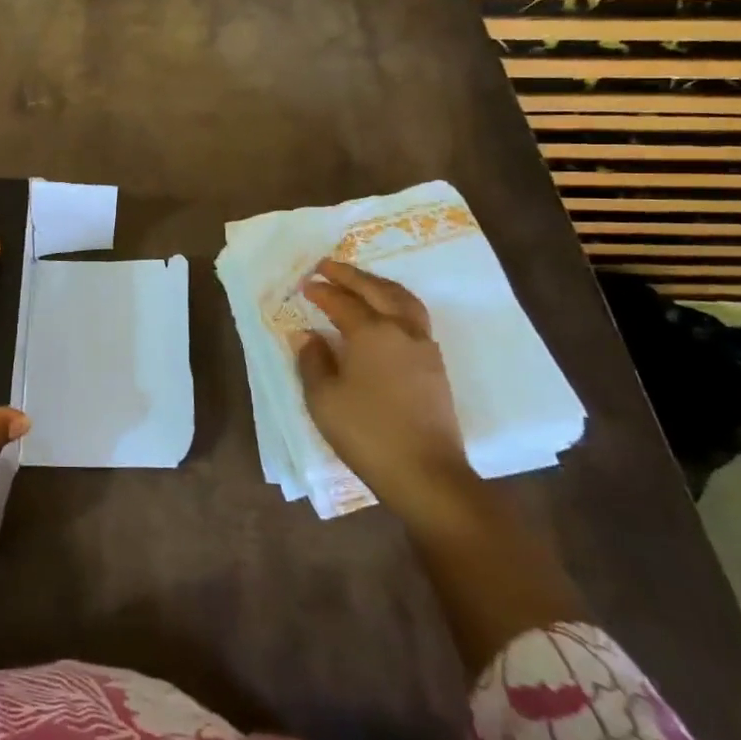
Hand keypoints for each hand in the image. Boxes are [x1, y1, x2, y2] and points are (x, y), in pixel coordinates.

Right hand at [294, 260, 478, 521]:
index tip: (305, 285)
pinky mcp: (435, 366)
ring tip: (361, 281)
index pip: (342, 302)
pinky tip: (385, 314)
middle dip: (351, 275)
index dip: (322, 292)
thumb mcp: (324, 398)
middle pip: (377, 290)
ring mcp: (424, 347)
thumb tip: (308, 336)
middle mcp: (401, 330)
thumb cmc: (367, 433)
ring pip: (403, 300)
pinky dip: (395, 303)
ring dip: (378, 285)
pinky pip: (414, 317)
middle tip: (328, 266)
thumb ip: (313, 361)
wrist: (426, 474)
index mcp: (372, 333)